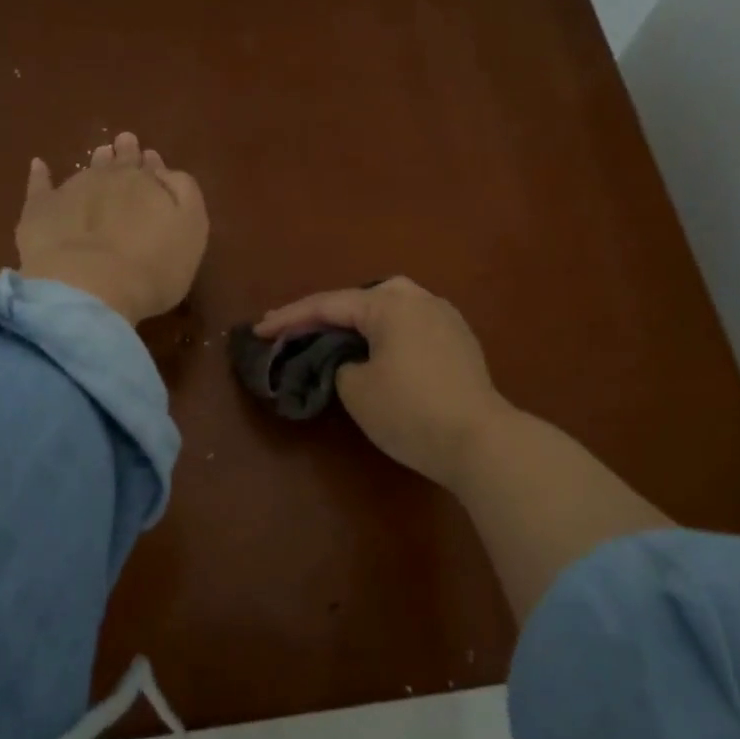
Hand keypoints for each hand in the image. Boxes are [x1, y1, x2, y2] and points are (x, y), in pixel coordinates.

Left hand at [16, 132, 207, 325]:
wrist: (88, 286)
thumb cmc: (152, 268)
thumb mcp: (190, 231)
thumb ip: (184, 195)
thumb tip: (167, 172)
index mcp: (148, 183)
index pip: (153, 168)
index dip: (153, 166)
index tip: (152, 160)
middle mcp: (111, 178)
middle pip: (121, 162)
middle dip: (126, 154)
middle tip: (126, 142)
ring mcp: (73, 190)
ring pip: (88, 168)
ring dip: (97, 161)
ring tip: (100, 153)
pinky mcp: (40, 209)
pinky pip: (40, 185)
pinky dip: (41, 175)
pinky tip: (39, 166)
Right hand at [256, 277, 510, 487]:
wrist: (480, 441)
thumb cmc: (410, 411)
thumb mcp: (356, 389)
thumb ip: (341, 363)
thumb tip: (353, 360)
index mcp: (390, 304)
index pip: (328, 305)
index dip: (290, 318)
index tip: (260, 330)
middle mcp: (419, 300)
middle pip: (360, 297)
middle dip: (325, 312)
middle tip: (295, 328)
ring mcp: (444, 318)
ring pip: (390, 307)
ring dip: (357, 319)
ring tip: (332, 334)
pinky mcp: (459, 341)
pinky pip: (410, 324)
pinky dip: (384, 331)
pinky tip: (376, 347)